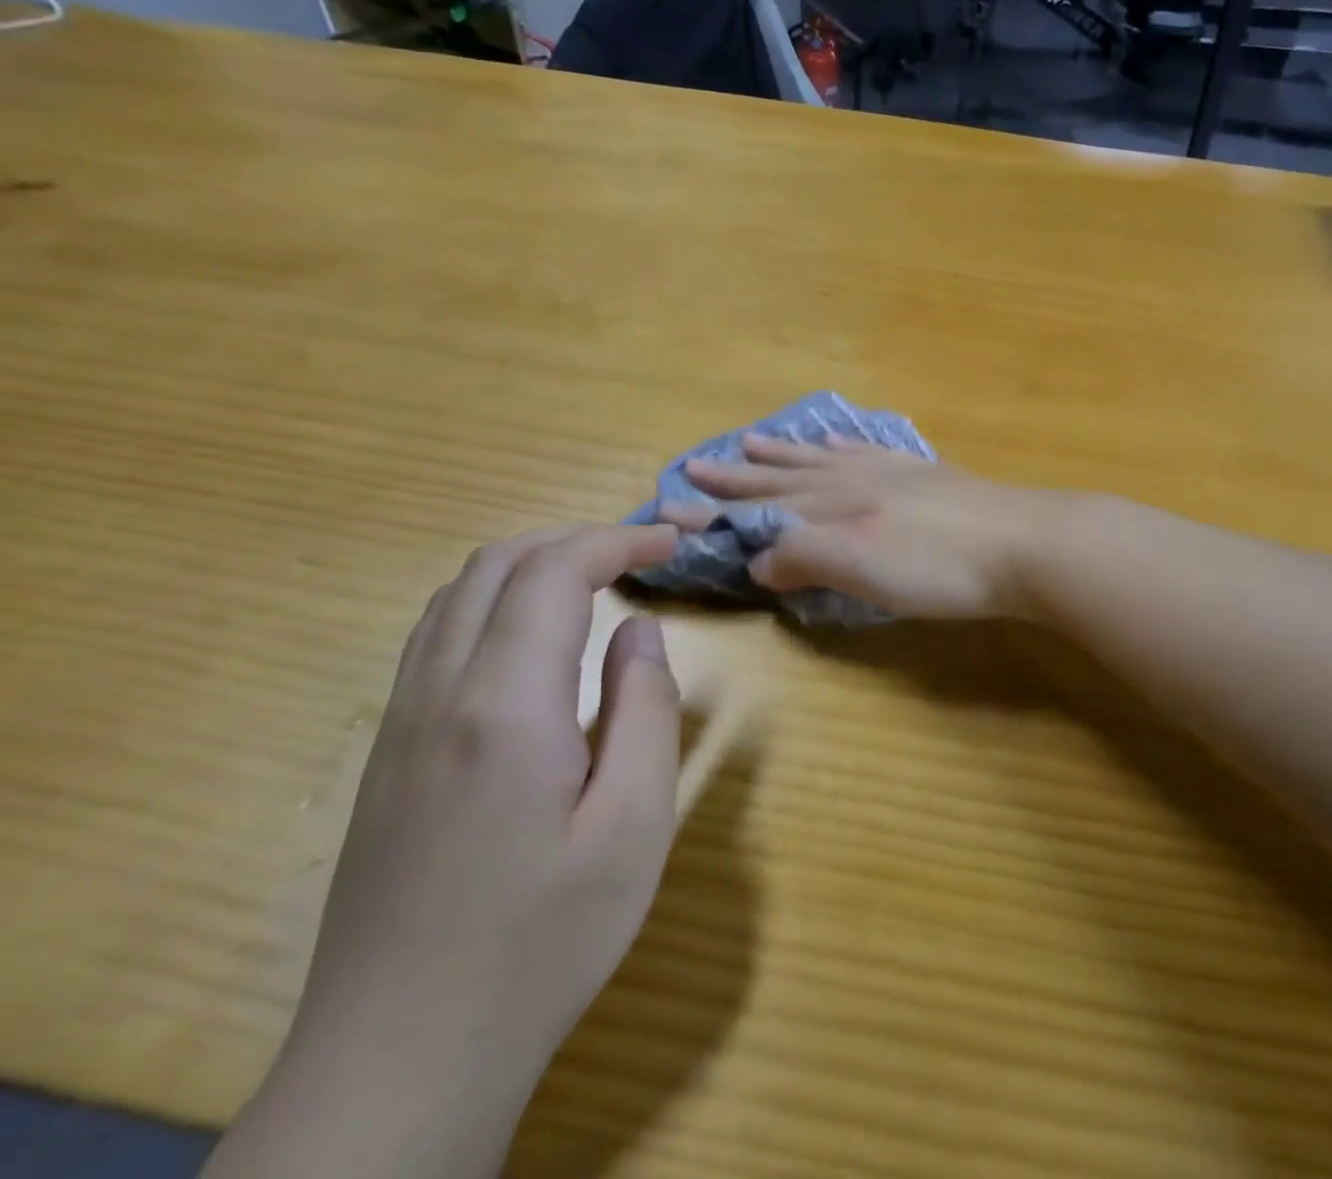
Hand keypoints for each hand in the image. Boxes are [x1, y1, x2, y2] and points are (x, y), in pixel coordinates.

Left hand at [210, 524, 682, 1177]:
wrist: (399, 1062)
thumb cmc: (541, 942)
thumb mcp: (634, 826)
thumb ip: (645, 711)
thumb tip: (639, 631)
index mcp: (504, 707)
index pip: (555, 572)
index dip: (618, 539)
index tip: (673, 543)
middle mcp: (438, 695)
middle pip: (496, 565)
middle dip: (576, 539)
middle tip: (641, 554)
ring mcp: (400, 724)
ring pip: (456, 596)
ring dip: (531, 564)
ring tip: (596, 581)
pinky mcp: (387, 755)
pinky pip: (436, 637)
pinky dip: (494, 602)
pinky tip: (535, 640)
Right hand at [668, 433, 1057, 619]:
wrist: (1024, 543)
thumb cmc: (941, 567)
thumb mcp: (864, 570)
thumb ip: (807, 558)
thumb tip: (758, 558)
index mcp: (837, 506)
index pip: (763, 507)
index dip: (720, 507)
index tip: (674, 503)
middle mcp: (856, 480)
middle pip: (786, 477)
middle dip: (741, 475)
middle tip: (698, 462)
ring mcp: (893, 472)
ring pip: (824, 458)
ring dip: (786, 454)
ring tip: (753, 441)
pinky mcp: (927, 475)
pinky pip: (870, 451)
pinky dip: (844, 446)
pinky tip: (839, 441)